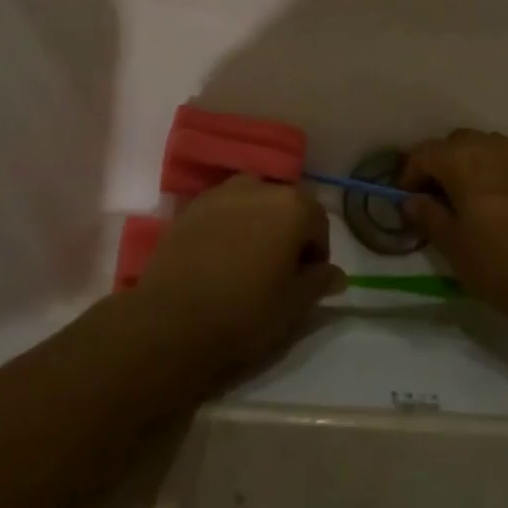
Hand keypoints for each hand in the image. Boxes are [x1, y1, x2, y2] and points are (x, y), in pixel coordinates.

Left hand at [133, 176, 345, 375]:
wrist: (172, 320)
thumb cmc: (245, 311)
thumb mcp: (294, 304)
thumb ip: (319, 282)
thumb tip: (336, 274)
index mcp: (292, 206)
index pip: (318, 222)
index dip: (317, 252)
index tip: (307, 279)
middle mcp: (258, 187)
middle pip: (285, 205)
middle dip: (288, 232)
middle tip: (279, 269)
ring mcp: (220, 193)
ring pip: (252, 203)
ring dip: (257, 223)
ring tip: (248, 260)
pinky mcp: (190, 207)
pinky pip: (222, 211)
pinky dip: (228, 226)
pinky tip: (219, 257)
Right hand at [401, 130, 507, 327]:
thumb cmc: (500, 265)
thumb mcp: (453, 245)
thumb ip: (428, 216)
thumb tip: (411, 200)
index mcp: (464, 160)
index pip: (424, 153)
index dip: (408, 174)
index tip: (405, 200)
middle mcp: (492, 148)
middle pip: (455, 143)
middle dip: (439, 163)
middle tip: (432, 197)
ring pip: (484, 147)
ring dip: (467, 163)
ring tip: (464, 197)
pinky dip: (493, 172)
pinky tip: (495, 203)